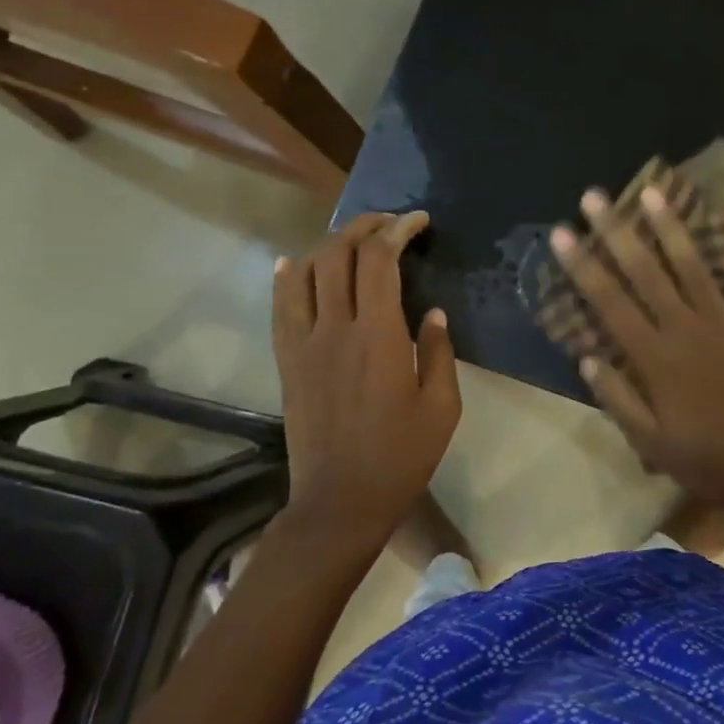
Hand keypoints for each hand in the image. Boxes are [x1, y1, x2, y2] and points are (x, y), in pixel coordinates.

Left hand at [273, 212, 461, 549]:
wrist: (341, 501)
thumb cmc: (401, 456)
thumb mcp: (442, 406)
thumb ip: (438, 351)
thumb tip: (431, 312)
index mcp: (378, 336)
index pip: (379, 261)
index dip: (397, 230)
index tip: (418, 222)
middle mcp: (334, 328)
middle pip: (337, 255)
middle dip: (363, 227)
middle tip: (388, 223)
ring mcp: (303, 343)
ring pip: (305, 272)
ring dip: (328, 245)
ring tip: (352, 240)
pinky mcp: (287, 361)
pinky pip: (281, 306)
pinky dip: (288, 276)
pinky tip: (297, 264)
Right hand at [551, 182, 723, 505]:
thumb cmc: (706, 457)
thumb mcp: (650, 442)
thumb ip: (617, 398)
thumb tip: (587, 357)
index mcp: (654, 357)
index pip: (609, 301)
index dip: (582, 265)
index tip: (561, 233)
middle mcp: (685, 327)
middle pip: (644, 271)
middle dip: (616, 231)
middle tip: (594, 196)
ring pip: (693, 264)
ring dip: (671, 226)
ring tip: (652, 192)